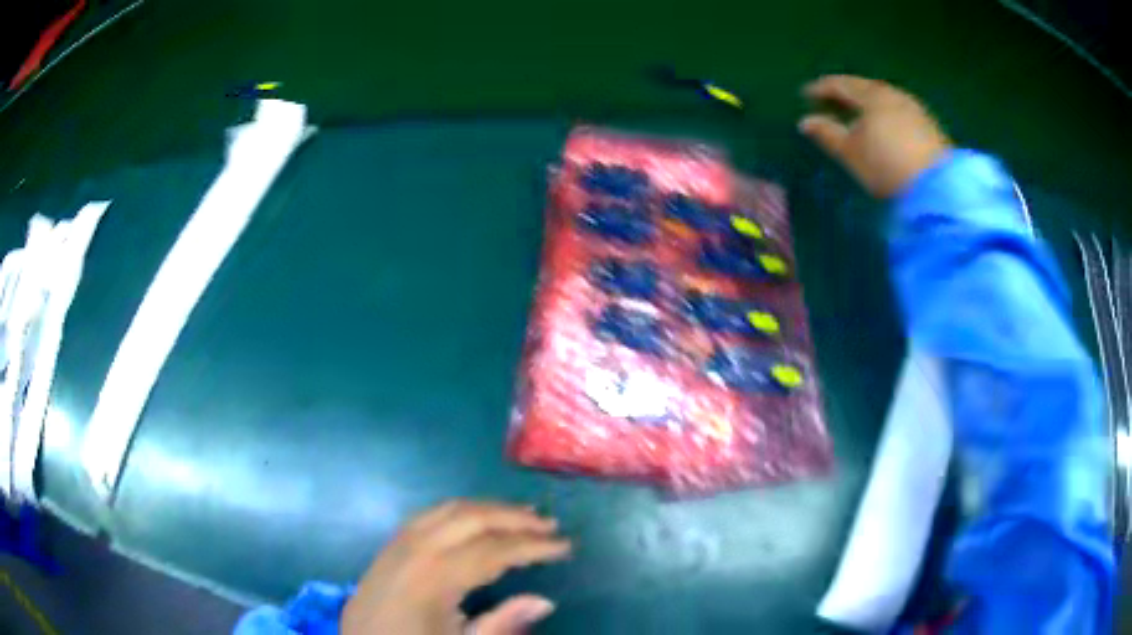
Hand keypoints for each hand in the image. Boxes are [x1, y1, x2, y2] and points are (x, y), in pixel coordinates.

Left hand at [340, 500, 570, 634]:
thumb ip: (502, 625)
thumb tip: (544, 600)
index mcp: (434, 579)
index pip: (494, 550)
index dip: (533, 546)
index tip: (565, 547)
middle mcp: (415, 551)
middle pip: (472, 519)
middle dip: (514, 518)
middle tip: (550, 526)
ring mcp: (397, 544)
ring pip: (448, 509)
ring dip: (488, 509)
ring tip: (522, 516)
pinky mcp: (388, 546)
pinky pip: (428, 515)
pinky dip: (460, 511)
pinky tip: (476, 520)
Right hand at [799, 75, 951, 197]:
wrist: (938, 188)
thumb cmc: (887, 166)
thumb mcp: (851, 152)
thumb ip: (827, 133)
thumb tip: (805, 122)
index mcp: (871, 95)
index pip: (841, 84)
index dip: (822, 88)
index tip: (806, 94)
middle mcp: (893, 94)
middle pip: (864, 88)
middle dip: (846, 93)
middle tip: (831, 101)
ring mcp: (914, 109)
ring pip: (884, 98)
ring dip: (868, 103)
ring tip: (857, 114)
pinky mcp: (929, 126)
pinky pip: (899, 111)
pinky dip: (886, 114)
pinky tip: (884, 126)